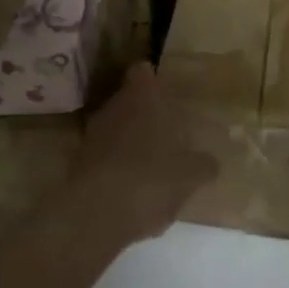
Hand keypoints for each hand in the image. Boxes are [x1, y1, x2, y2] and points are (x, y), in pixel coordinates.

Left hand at [56, 63, 217, 245]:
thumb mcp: (191, 175)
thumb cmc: (152, 177)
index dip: (154, 80)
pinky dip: (118, 169)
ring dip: (131, 144)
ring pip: (116, 130)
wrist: (96, 215)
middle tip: (169, 135)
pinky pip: (105, 158)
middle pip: (129, 102)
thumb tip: (210, 163)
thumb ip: (203, 165)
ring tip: (154, 168)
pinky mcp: (78, 164)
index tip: (168, 95)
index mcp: (143, 97)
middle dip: (146, 116)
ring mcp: (92, 135)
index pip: (143, 72)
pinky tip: (134, 193)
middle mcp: (114, 107)